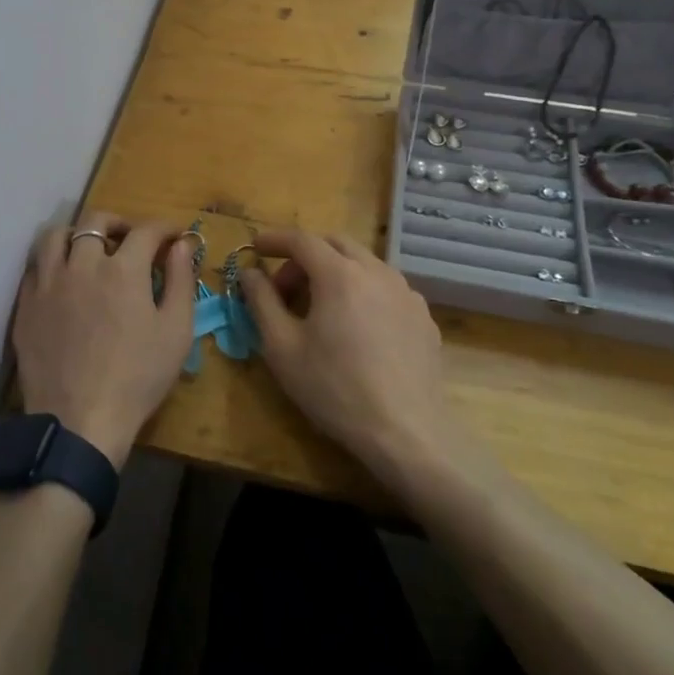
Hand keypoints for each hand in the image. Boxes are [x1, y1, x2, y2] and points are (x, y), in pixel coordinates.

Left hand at [12, 214, 198, 468]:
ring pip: (56, 236)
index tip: (174, 236)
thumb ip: (181, 281)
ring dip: (77, 234)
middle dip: (118, 222)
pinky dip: (53, 261)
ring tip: (89, 251)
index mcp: (122, 269)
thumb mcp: (176, 332)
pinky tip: (64, 279)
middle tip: (130, 239)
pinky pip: (35, 266)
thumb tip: (182, 245)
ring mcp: (48, 283)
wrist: (79, 422)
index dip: (164, 228)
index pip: (146, 231)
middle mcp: (82, 264)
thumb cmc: (137, 378)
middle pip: (95, 221)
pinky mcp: (26, 304)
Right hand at [239, 229, 456, 480]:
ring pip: (364, 264)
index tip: (256, 247)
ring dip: (336, 271)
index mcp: (339, 274)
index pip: (302, 240)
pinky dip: (362, 292)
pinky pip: (386, 288)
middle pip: (335, 244)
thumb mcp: (282, 348)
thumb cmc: (334, 389)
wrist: (406, 434)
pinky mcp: (423, 317)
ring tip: (321, 308)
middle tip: (286, 287)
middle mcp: (376, 272)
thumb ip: (261, 301)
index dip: (275, 239)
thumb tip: (250, 272)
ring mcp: (406, 293)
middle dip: (305, 255)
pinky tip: (356, 328)